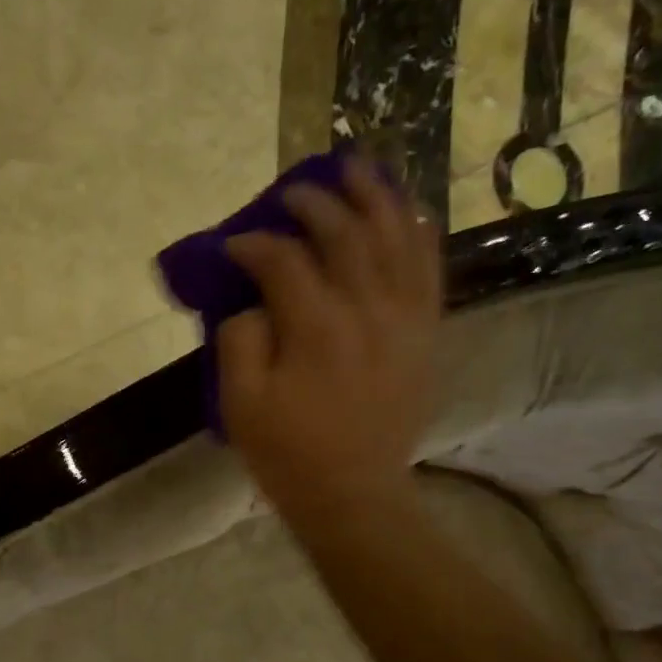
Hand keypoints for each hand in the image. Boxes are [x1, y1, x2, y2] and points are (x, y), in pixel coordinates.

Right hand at [217, 156, 443, 518]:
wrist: (354, 494)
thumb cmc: (289, 453)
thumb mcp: (241, 405)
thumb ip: (239, 341)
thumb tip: (252, 302)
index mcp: (317, 327)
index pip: (283, 260)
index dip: (253, 244)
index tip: (232, 246)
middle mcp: (368, 309)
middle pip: (344, 233)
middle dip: (313, 203)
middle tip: (290, 193)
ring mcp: (405, 318)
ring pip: (396, 236)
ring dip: (375, 196)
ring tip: (357, 167)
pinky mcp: (425, 334)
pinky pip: (429, 268)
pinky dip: (419, 233)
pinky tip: (409, 211)